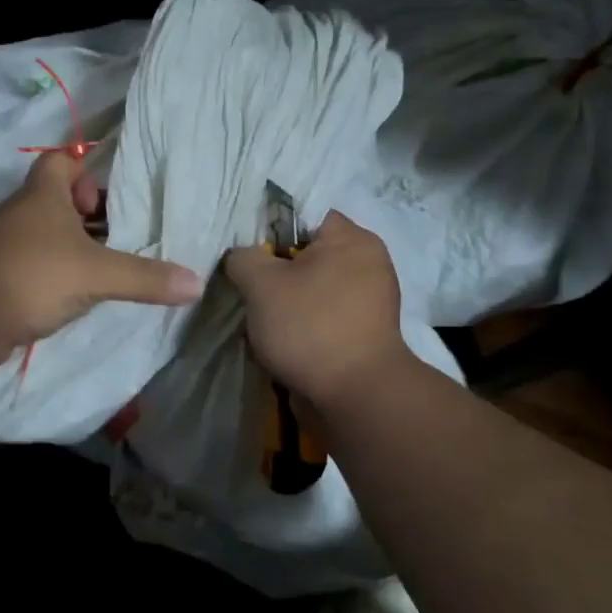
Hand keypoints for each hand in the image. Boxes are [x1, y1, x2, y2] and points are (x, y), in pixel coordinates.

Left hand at [0, 151, 203, 358]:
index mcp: (43, 195)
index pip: (61, 160)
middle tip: (121, 235)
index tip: (111, 196)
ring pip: (46, 235)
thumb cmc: (31, 275)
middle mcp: (21, 214)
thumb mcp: (96, 274)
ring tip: (108, 266)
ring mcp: (6, 246)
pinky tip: (78, 295)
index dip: (87, 169)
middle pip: (57, 199)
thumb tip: (197, 283)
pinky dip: (55, 274)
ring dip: (73, 247)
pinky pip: (35, 265)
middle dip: (89, 214)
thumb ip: (145, 278)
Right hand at [224, 210, 411, 410]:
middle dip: (275, 272)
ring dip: (285, 303)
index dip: (269, 231)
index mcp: (353, 239)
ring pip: (312, 288)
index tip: (247, 255)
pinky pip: (323, 316)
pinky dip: (302, 325)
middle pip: (306, 254)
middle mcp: (368, 263)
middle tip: (250, 290)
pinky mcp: (363, 333)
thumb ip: (242, 257)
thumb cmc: (310, 326)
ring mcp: (369, 301)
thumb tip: (241, 258)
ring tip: (261, 320)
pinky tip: (281, 341)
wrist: (355, 396)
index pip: (303, 216)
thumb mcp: (261, 283)